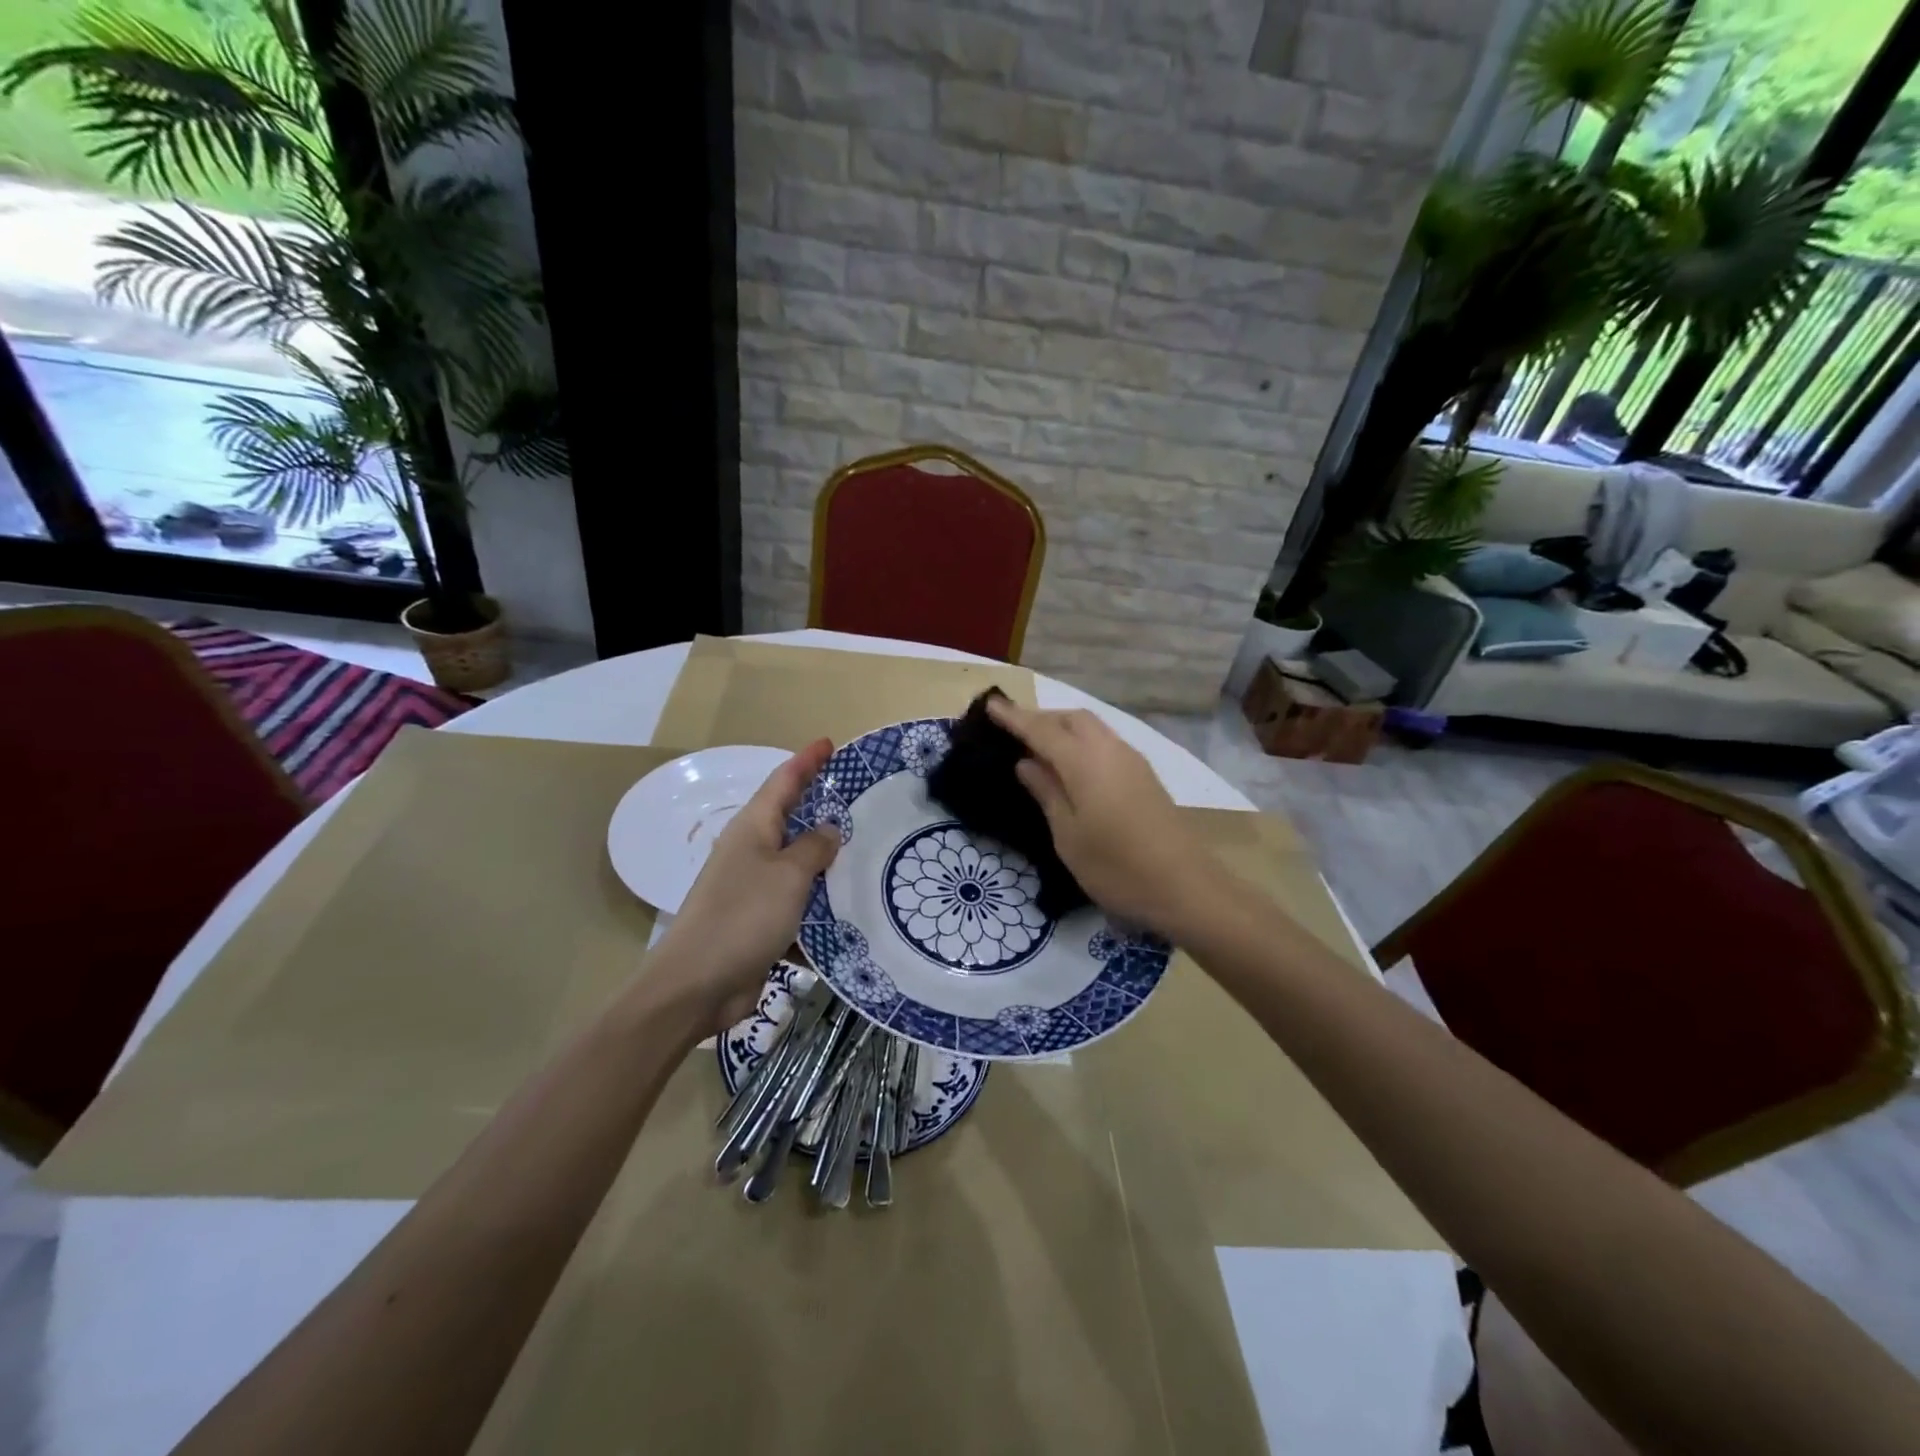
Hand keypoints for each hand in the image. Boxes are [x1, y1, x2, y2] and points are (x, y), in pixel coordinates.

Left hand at [636, 739, 840, 1038]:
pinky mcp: (759, 923)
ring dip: (828, 862)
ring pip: (798, 865)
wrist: (696, 986)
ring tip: (868, 853)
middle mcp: (752, 851)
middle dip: (822, 807)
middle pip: (791, 820)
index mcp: (753, 829)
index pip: (783, 781)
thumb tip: (829, 829)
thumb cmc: (742, 917)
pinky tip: (851, 912)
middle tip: (862, 798)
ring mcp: (754, 888)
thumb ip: (814, 848)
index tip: (829, 743)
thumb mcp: (788, 875)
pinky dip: (821, 906)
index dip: (807, 761)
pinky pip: (798, 904)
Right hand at [986, 699, 1213, 937]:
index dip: (1014, 717)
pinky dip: (1083, 742)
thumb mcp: (1068, 836)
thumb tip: (1026, 762)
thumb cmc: (1116, 867)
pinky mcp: (1145, 776)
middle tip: (1014, 732)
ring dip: (1064, 728)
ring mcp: (1132, 761)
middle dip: (1041, 718)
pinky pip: (1106, 742)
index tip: (990, 704)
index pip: (1041, 730)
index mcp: (1084, 762)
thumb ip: (1047, 793)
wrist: (1185, 887)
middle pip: (1072, 718)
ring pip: (1092, 728)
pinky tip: (1074, 765)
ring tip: (1040, 748)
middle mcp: (1110, 750)